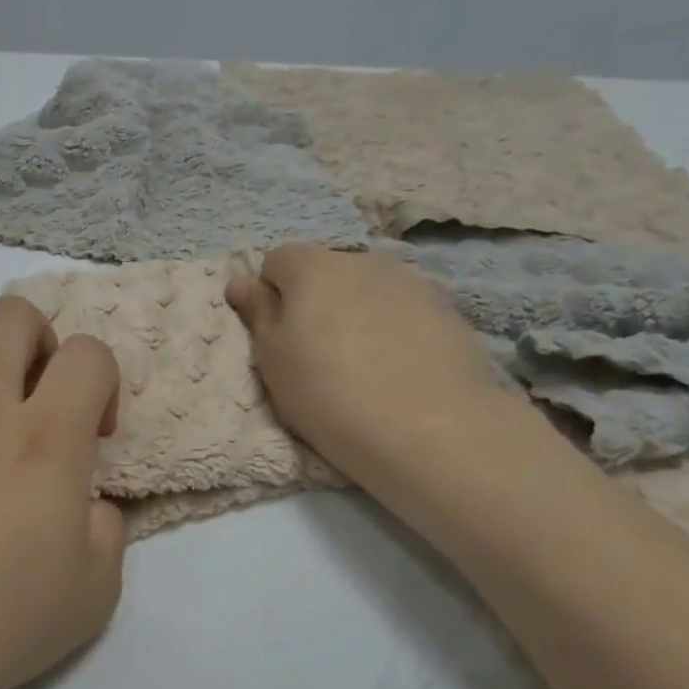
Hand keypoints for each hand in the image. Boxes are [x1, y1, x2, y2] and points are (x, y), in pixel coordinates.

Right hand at [226, 245, 518, 486]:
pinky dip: (393, 328)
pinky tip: (398, 368)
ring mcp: (412, 282)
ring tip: (361, 364)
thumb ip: (256, 313)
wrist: (427, 429)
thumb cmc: (327, 393)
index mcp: (314, 267)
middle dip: (316, 301)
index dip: (271, 294)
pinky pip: (403, 310)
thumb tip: (240, 280)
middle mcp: (363, 260)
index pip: (277, 260)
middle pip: (326, 271)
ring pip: (368, 290)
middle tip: (315, 354)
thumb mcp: (272, 359)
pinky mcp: (447, 310)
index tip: (276, 335)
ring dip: (356, 312)